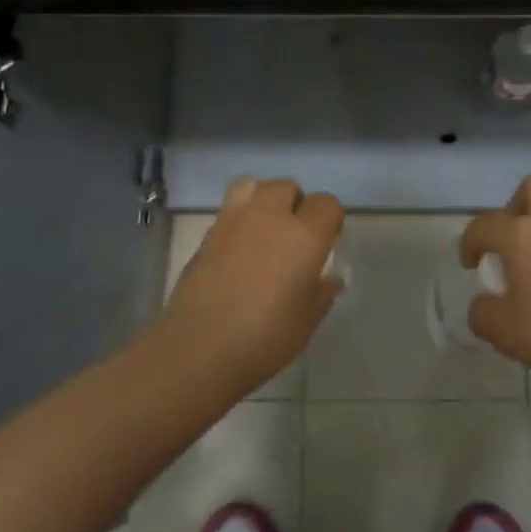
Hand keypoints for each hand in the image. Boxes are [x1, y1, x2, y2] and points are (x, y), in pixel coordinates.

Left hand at [164, 176, 344, 390]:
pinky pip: (229, 208)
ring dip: (263, 199)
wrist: (200, 347)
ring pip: (253, 185)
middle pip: (288, 186)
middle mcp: (270, 217)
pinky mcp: (208, 233)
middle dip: (296, 203)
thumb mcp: (307, 321)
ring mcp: (234, 220)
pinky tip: (238, 247)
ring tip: (264, 228)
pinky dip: (239, 217)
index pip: (327, 203)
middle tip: (295, 235)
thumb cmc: (265, 337)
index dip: (330, 219)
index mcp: (304, 236)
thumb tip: (330, 278)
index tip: (327, 242)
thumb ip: (322, 293)